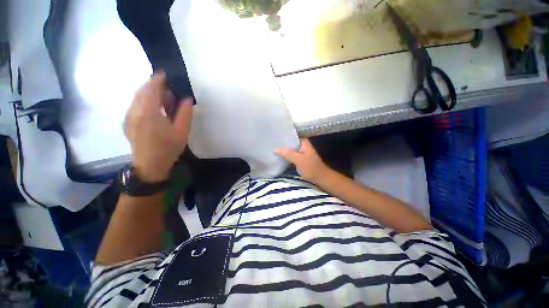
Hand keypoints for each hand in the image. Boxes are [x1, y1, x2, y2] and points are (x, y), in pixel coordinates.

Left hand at [124, 72, 192, 182]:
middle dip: (154, 85)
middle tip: (169, 88)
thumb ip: (185, 113)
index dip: (158, 79)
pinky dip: (144, 100)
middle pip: (142, 91)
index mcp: (149, 113)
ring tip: (164, 99)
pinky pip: (135, 104)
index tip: (166, 74)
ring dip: (150, 93)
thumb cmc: (168, 149)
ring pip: (137, 97)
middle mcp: (134, 111)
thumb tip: (186, 98)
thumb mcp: (182, 132)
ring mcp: (128, 116)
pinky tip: (155, 108)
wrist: (150, 166)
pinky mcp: (127, 121)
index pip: (151, 89)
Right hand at [275, 139, 330, 182]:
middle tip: (270, 146)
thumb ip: (287, 153)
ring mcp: (301, 153)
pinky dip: (286, 157)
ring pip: (290, 151)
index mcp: (303, 142)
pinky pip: (291, 156)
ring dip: (283, 152)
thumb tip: (275, 148)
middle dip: (281, 146)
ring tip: (272, 151)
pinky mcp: (300, 160)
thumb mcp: (298, 160)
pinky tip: (278, 158)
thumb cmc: (311, 168)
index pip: (291, 137)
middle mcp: (302, 146)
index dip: (282, 138)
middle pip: (289, 144)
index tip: (272, 139)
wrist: (321, 179)